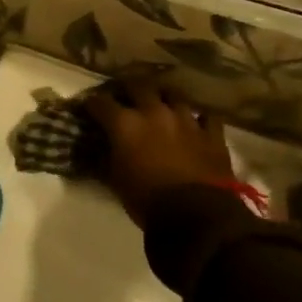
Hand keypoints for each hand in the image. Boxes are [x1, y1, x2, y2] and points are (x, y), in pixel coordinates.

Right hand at [83, 79, 236, 228]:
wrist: (197, 216)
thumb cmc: (148, 200)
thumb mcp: (116, 180)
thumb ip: (108, 157)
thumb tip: (101, 149)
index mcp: (125, 123)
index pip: (100, 102)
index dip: (92, 103)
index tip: (89, 107)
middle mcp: (154, 112)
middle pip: (137, 85)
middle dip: (128, 89)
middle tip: (125, 97)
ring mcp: (185, 119)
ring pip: (173, 94)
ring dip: (164, 98)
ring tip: (161, 105)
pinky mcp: (211, 133)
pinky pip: (206, 116)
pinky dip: (198, 119)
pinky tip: (195, 124)